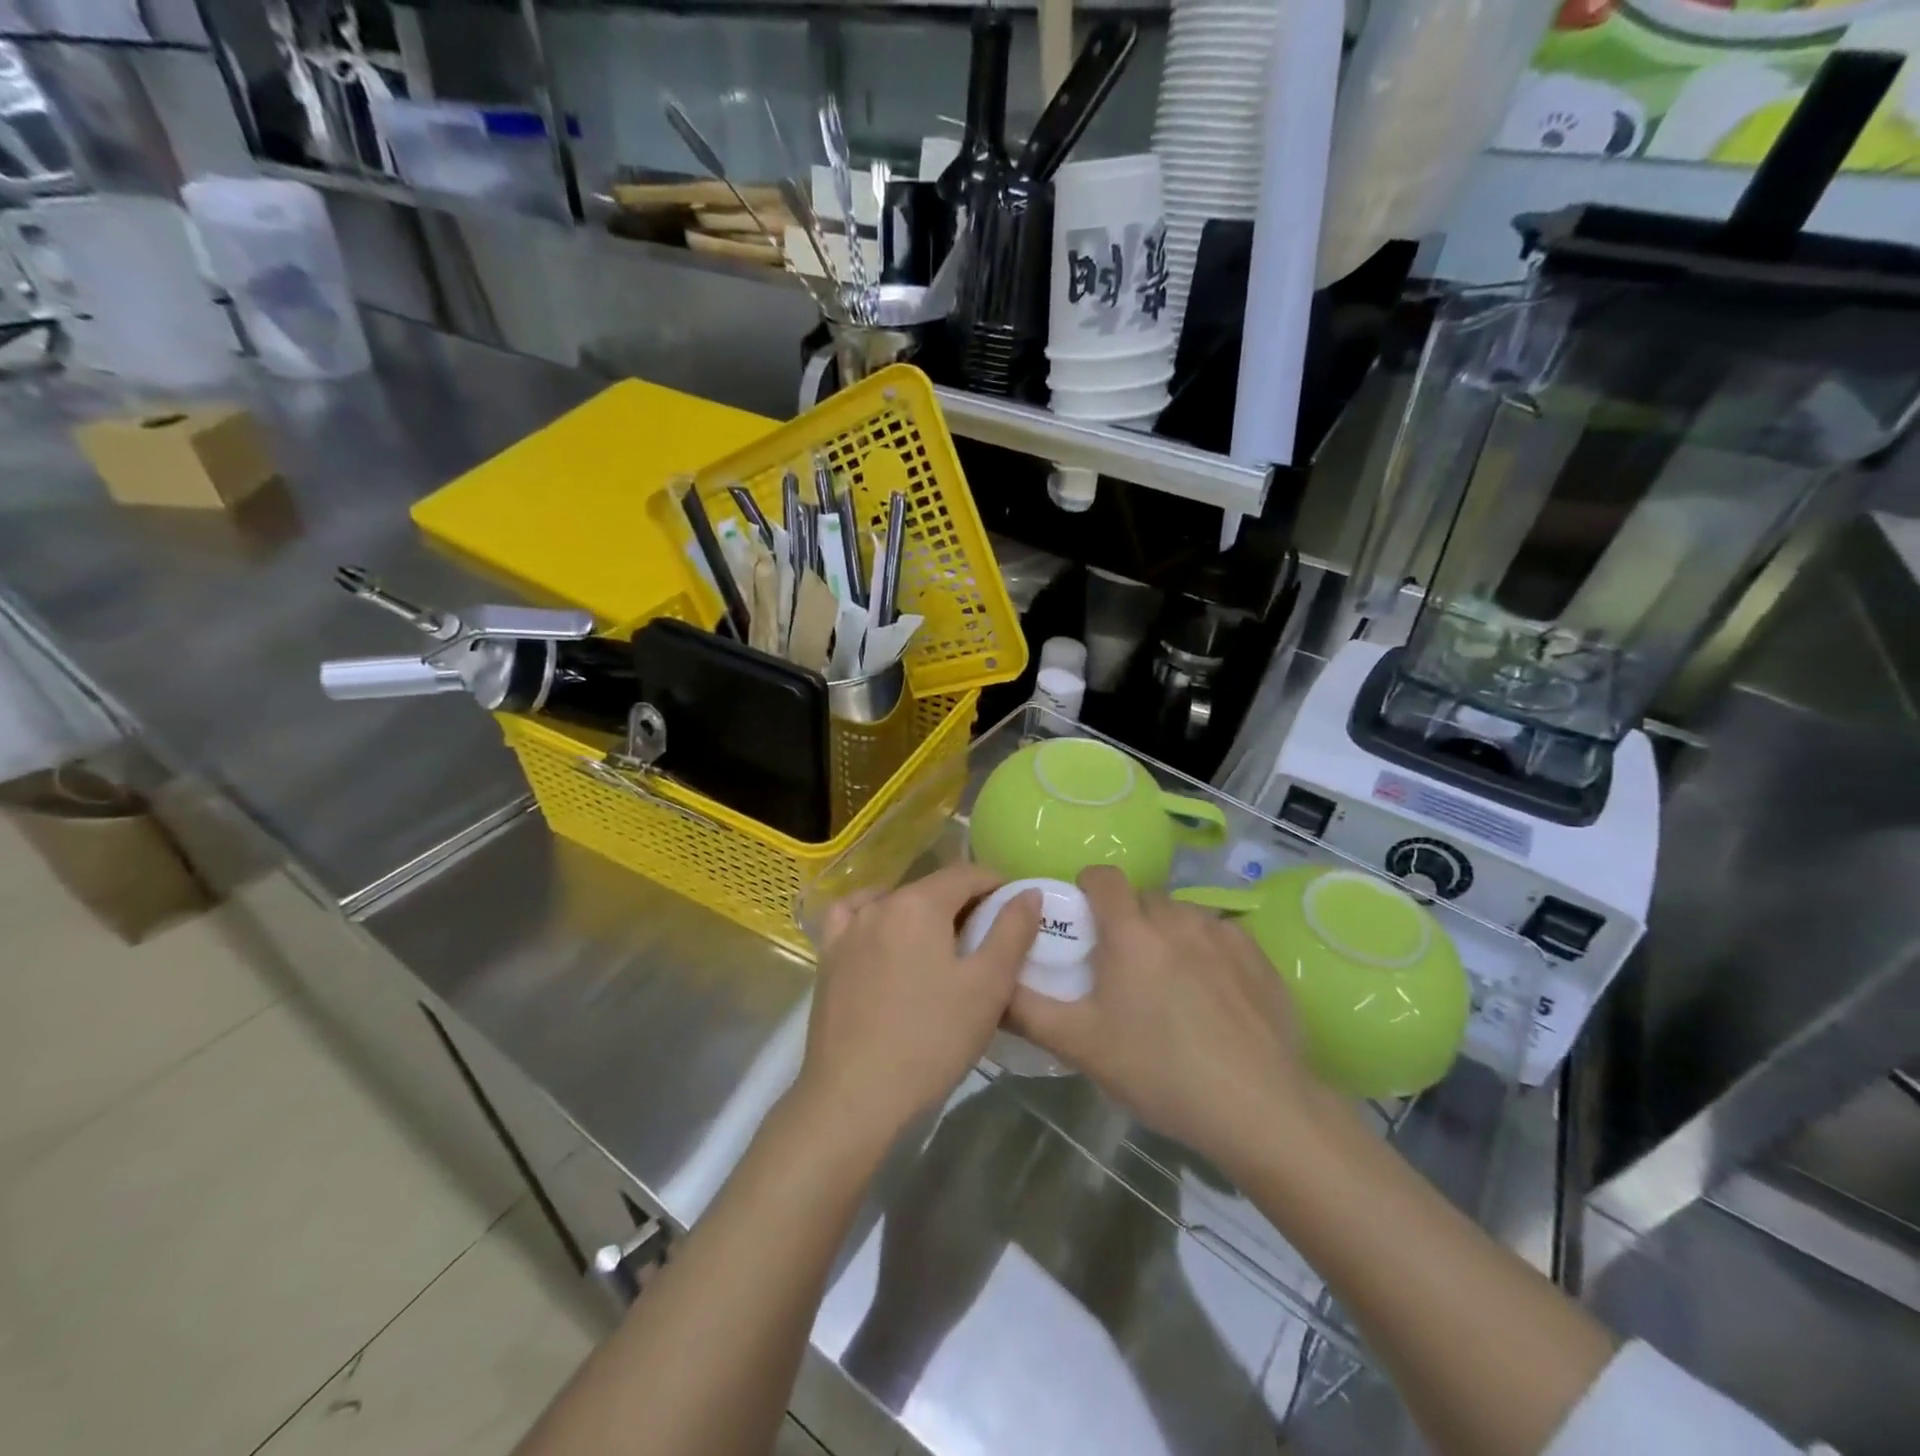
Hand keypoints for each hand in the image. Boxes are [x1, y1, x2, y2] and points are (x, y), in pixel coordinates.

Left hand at [796, 864, 1038, 1153]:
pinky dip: (876, 917)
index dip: (997, 885)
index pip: (967, 874)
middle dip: (964, 902)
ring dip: (923, 912)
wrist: (855, 1097)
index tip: (1015, 910)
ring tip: (941, 946)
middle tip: (987, 938)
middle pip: (931, 887)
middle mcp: (879, 904)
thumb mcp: (988, 987)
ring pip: (895, 902)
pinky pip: (854, 918)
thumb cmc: (931, 1040)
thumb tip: (1028, 892)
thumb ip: (1012, 931)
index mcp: (919, 903)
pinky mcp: (828, 956)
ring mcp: (847, 929)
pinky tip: (885, 937)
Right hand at [1006, 866, 1323, 1174]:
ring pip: (1183, 917)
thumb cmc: (1160, 1071)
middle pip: (1143, 899)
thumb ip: (1027, 1010)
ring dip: (1168, 935)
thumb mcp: (1081, 1045)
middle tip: (1122, 970)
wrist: (1260, 1107)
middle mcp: (1177, 918)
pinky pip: (1220, 937)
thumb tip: (992, 987)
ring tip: (1170, 987)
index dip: (1086, 889)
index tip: (1083, 922)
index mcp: (1131, 931)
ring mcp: (1223, 934)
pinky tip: (1214, 1000)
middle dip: (1127, 921)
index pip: (1102, 876)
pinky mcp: (1259, 956)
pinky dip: (1207, 953)